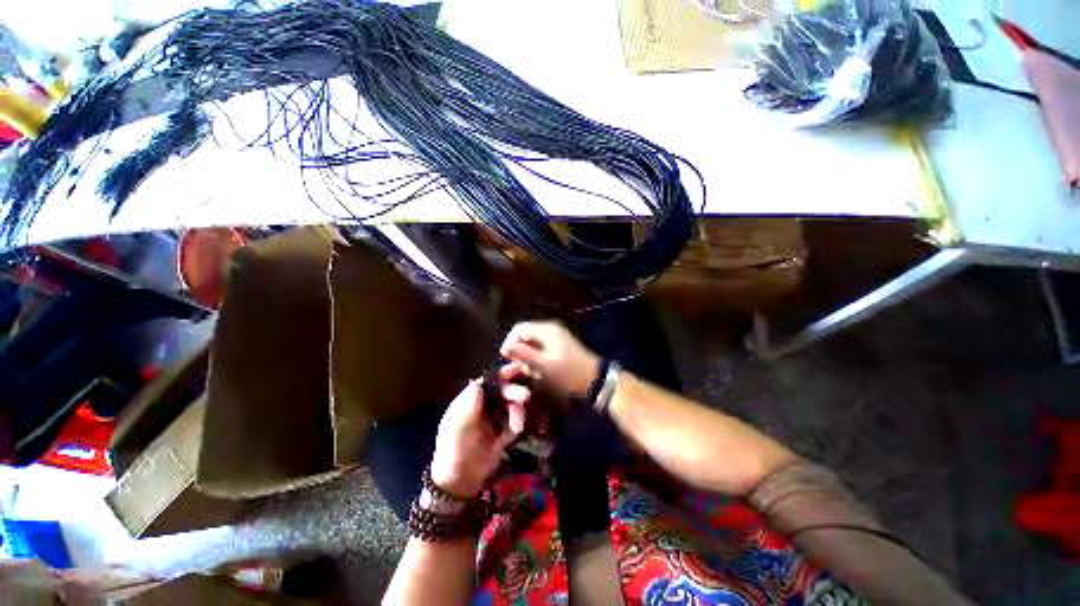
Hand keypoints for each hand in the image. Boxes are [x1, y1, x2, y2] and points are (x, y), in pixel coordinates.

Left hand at [430, 376, 528, 498]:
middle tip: (526, 396)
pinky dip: (517, 423)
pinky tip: (516, 432)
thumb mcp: (458, 428)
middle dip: (514, 392)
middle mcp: (485, 404)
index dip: (502, 375)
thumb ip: (469, 405)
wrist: (460, 482)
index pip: (488, 381)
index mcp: (470, 399)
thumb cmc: (453, 450)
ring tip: (518, 427)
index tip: (517, 370)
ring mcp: (495, 417)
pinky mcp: (504, 430)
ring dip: (517, 411)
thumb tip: (478, 381)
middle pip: (503, 391)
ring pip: (512, 405)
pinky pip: (515, 421)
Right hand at [500, 321, 600, 397]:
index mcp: (547, 329)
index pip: (519, 329)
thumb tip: (505, 347)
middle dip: (520, 353)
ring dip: (528, 359)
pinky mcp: (559, 348)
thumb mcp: (544, 365)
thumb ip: (523, 354)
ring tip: (533, 373)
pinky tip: (540, 373)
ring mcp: (556, 338)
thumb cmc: (569, 373)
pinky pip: (541, 351)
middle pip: (525, 337)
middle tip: (521, 369)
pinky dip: (537, 361)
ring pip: (532, 345)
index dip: (510, 342)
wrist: (596, 381)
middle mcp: (550, 330)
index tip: (506, 359)